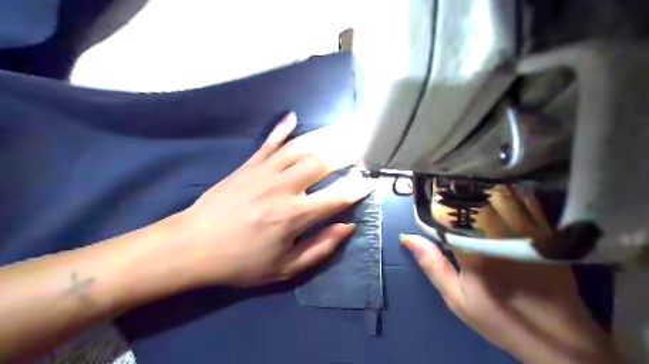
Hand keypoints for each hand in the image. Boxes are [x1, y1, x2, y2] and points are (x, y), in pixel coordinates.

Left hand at [167, 112, 369, 288]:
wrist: (192, 246)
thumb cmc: (241, 262)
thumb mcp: (285, 268)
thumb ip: (320, 248)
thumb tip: (347, 227)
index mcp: (295, 216)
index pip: (337, 197)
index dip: (357, 189)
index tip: (370, 181)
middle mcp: (283, 188)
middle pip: (321, 162)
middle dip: (346, 153)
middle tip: (361, 147)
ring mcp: (264, 172)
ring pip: (299, 146)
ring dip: (323, 136)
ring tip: (340, 129)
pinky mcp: (247, 165)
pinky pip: (269, 142)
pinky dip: (282, 128)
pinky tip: (293, 116)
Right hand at [401, 187, 616, 361]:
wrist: (559, 339)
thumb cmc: (499, 318)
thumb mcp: (457, 298)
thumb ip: (432, 265)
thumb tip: (408, 237)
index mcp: (475, 250)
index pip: (449, 213)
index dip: (435, 200)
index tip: (426, 193)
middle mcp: (500, 234)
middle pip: (474, 198)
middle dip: (457, 189)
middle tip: (444, 186)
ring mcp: (526, 230)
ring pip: (498, 195)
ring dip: (479, 187)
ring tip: (465, 185)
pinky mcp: (544, 231)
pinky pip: (522, 201)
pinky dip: (505, 193)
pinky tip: (495, 192)